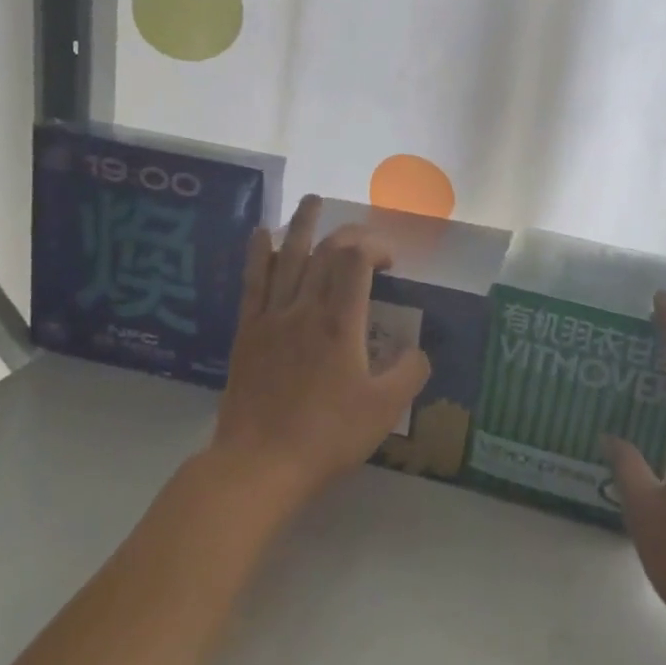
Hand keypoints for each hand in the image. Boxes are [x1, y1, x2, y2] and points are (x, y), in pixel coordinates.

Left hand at [209, 196, 430, 512]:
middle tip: (365, 237)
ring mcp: (272, 317)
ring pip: (287, 256)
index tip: (390, 262)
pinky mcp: (247, 332)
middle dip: (348, 234)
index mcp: (340, 323)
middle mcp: (305, 308)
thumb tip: (418, 350)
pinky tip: (261, 234)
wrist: (259, 464)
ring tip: (312, 200)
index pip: (356, 260)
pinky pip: (253, 282)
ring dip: (302, 225)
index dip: (376, 246)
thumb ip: (409, 373)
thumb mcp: (384, 410)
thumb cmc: (327, 436)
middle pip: (325, 251)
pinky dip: (259, 253)